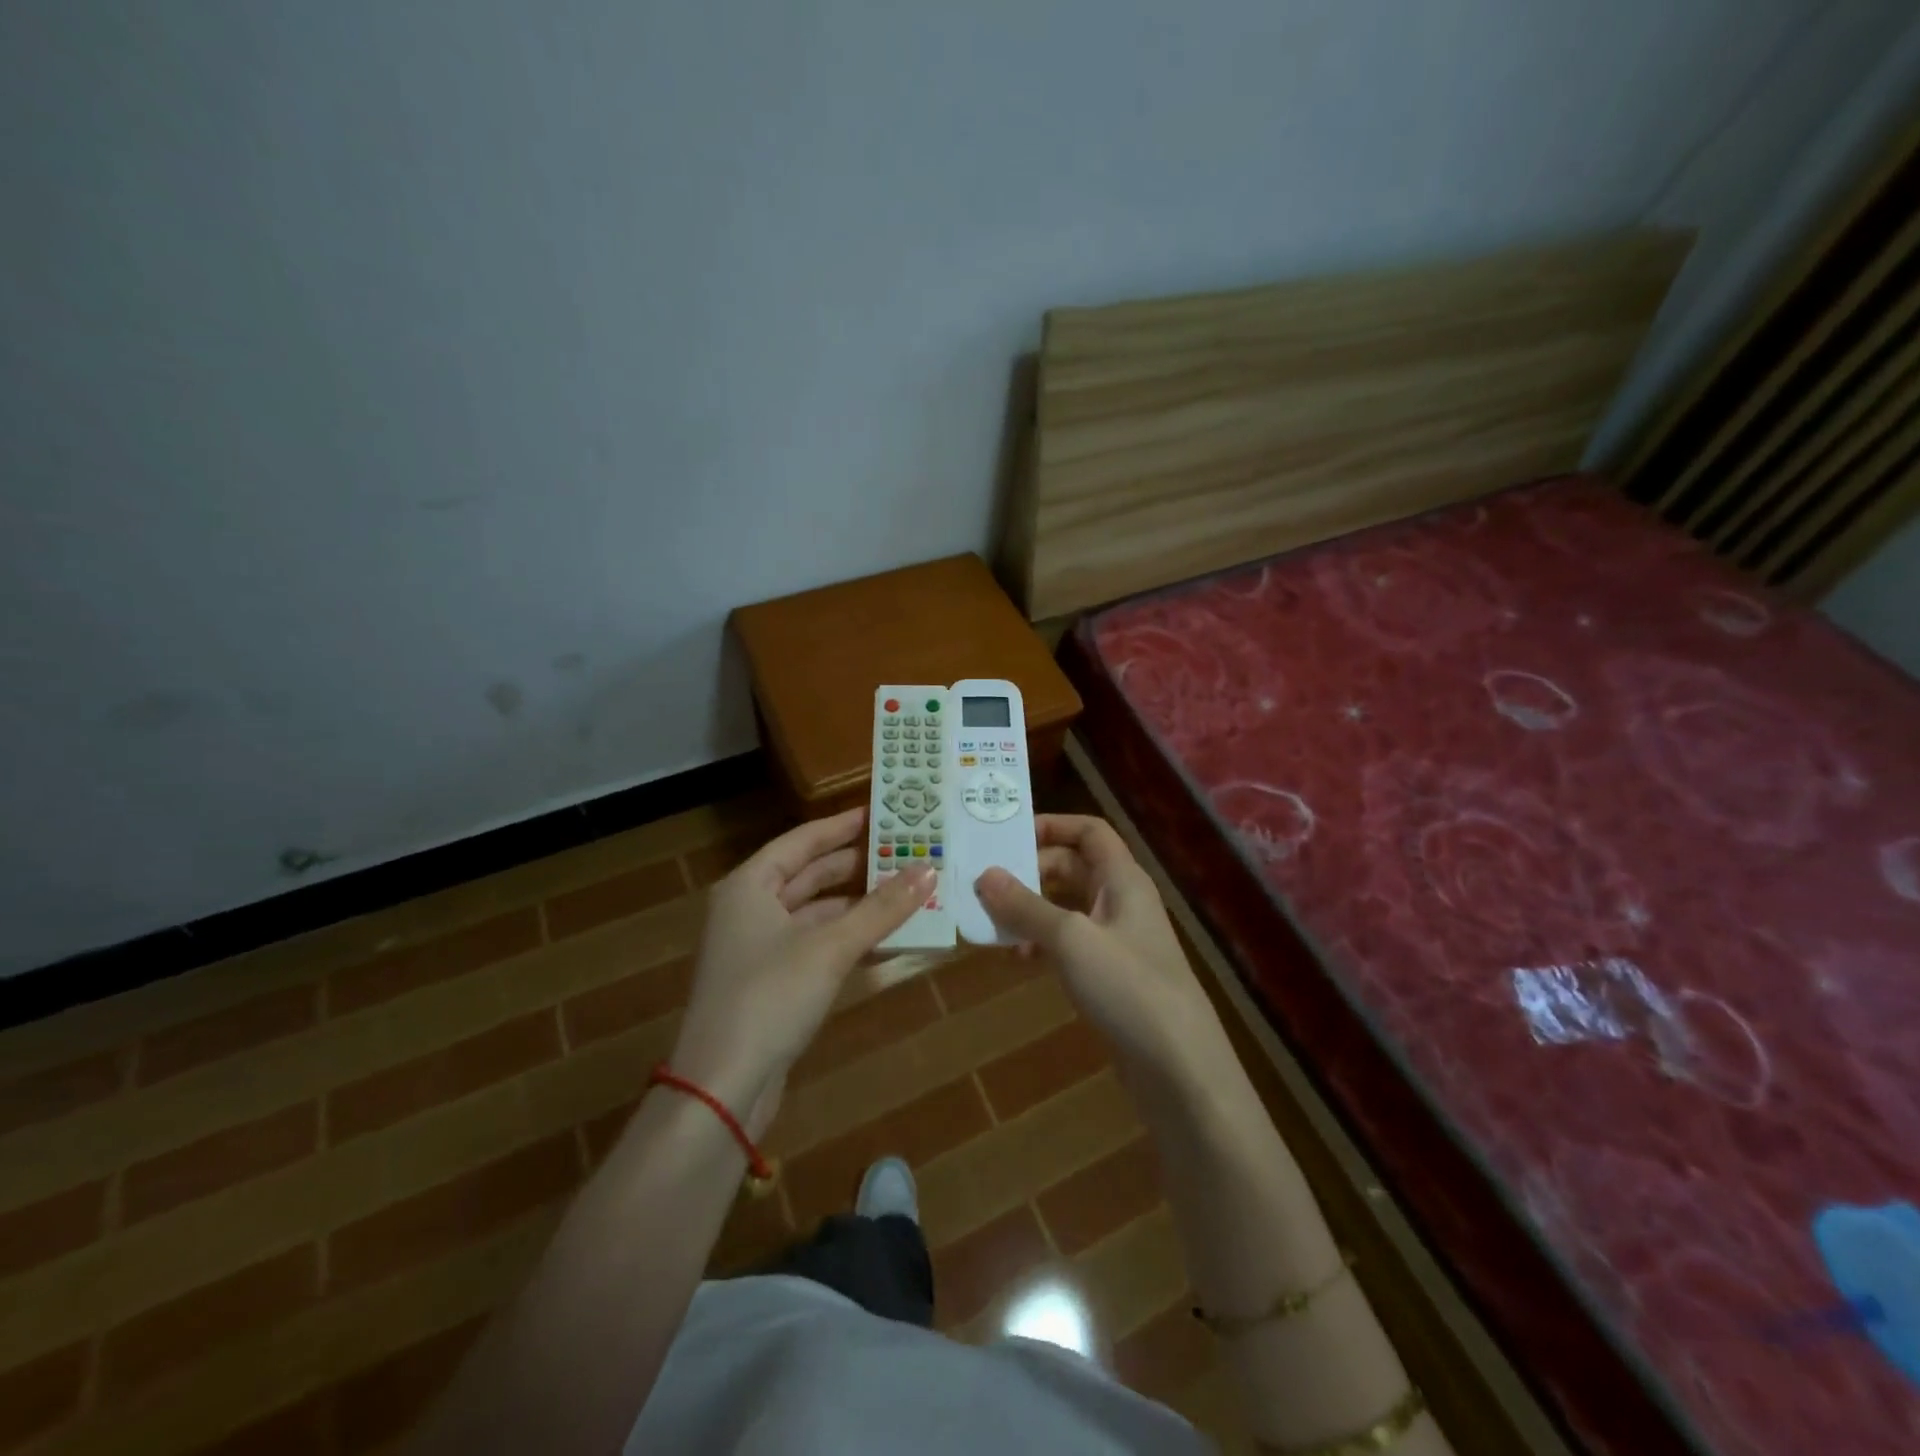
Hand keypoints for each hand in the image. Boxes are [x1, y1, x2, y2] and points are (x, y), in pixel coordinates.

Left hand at [669, 807, 934, 1134]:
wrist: (722, 1088)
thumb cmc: (770, 997)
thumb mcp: (830, 947)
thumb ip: (881, 908)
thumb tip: (928, 870)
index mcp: (750, 886)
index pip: (802, 841)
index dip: (841, 826)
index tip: (880, 813)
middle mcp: (749, 910)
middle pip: (808, 875)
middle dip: (856, 866)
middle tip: (904, 851)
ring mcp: (758, 949)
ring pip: (815, 913)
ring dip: (857, 905)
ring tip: (906, 892)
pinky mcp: (771, 983)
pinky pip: (816, 945)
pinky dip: (848, 938)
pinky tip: (885, 938)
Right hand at [974, 815, 1235, 1092]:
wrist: (1178, 1068)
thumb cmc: (1128, 987)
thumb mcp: (1071, 939)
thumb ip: (1026, 905)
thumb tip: (984, 875)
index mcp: (1123, 879)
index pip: (1089, 832)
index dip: (1052, 825)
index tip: (1007, 836)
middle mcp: (1121, 901)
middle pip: (1071, 867)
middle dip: (1030, 873)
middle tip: (986, 886)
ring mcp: (1116, 939)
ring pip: (1066, 907)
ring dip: (1030, 911)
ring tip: (993, 925)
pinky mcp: (1109, 975)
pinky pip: (1068, 943)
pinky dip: (1042, 943)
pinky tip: (1019, 960)